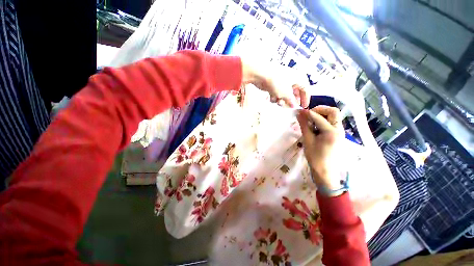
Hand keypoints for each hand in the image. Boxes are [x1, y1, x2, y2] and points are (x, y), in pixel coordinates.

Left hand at [242, 60, 308, 107]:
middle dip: (290, 101)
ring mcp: (282, 81)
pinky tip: (271, 98)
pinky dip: (275, 97)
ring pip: (285, 94)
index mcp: (299, 78)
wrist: (261, 75)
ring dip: (281, 100)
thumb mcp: (286, 94)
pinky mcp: (274, 84)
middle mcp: (292, 79)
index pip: (306, 89)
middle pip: (294, 93)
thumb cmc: (277, 83)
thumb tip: (294, 106)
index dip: (305, 99)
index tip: (304, 107)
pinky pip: (277, 93)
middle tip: (289, 107)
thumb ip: (291, 101)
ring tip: (278, 102)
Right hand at [296, 106, 344, 192]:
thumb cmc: (315, 157)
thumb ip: (304, 125)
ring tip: (310, 121)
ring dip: (321, 115)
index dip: (308, 113)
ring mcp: (340, 131)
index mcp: (332, 132)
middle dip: (320, 110)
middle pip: (333, 111)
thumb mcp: (307, 141)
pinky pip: (331, 122)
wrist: (325, 171)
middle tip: (308, 115)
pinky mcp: (337, 134)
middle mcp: (339, 129)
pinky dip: (323, 120)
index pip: (319, 117)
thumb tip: (299, 114)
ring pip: (333, 116)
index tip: (299, 111)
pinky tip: (315, 127)